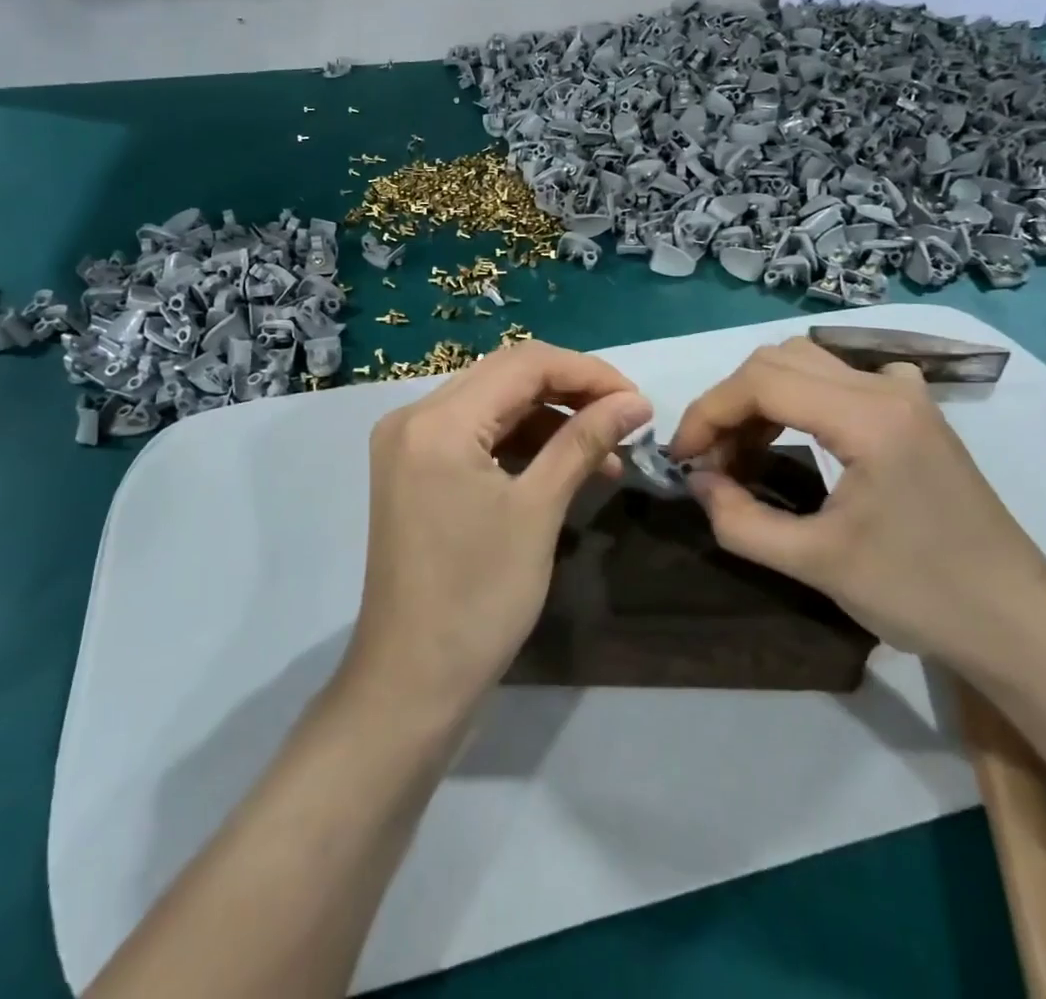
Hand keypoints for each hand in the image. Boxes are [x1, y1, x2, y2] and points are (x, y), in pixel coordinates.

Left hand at [345, 340, 651, 722]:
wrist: (411, 682)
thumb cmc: (478, 599)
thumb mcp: (538, 512)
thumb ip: (584, 442)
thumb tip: (636, 402)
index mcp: (436, 420)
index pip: (523, 364)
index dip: (587, 372)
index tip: (637, 400)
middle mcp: (413, 417)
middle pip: (505, 376)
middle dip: (570, 390)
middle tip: (625, 418)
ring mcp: (408, 444)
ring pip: (493, 404)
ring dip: (549, 419)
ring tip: (606, 452)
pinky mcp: (414, 469)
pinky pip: (476, 436)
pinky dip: (521, 443)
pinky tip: (564, 466)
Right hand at [666, 337, 1045, 669]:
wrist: (1018, 623)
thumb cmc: (920, 594)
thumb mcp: (815, 564)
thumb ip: (740, 521)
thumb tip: (697, 481)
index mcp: (868, 417)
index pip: (761, 383)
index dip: (707, 413)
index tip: (682, 458)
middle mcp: (886, 387)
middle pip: (777, 361)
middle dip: (729, 405)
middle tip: (711, 460)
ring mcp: (905, 394)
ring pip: (805, 363)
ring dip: (760, 400)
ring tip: (743, 454)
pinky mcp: (913, 411)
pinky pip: (839, 378)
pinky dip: (799, 398)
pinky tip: (800, 438)